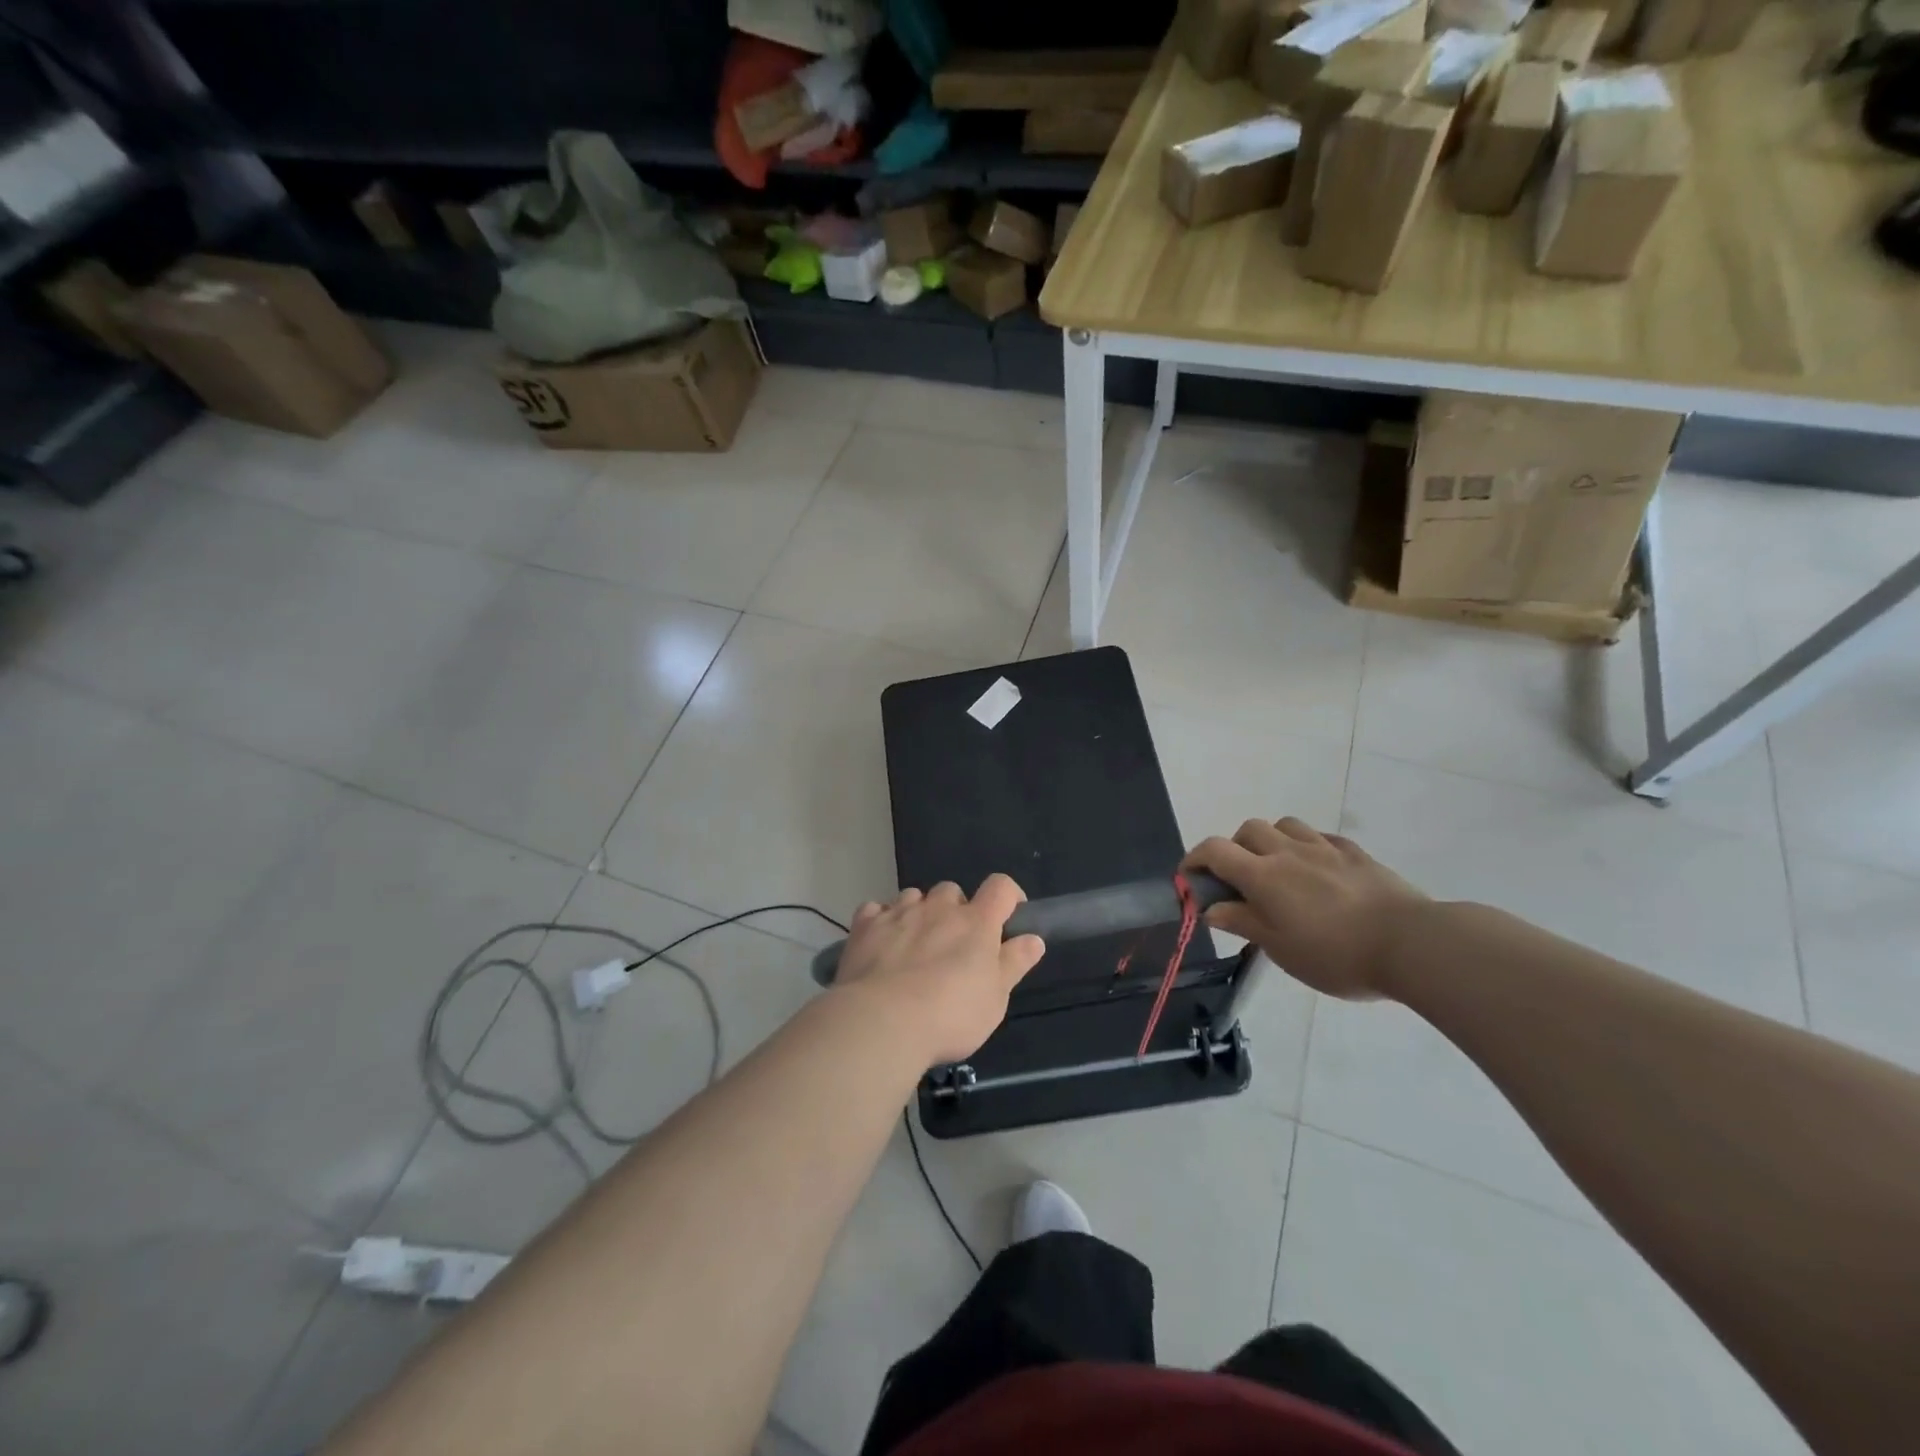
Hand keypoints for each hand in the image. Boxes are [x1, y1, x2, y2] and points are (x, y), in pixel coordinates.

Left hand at [833, 875, 1045, 1065]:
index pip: (1000, 887)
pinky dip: (881, 921)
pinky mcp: (865, 926)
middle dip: (956, 909)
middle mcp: (938, 908)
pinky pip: (875, 910)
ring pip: (913, 896)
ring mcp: (899, 913)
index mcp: (976, 922)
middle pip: (952, 891)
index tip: (1009, 914)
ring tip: (915, 944)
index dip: (1008, 895)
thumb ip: (1014, 963)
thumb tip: (1033, 939)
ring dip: (919, 912)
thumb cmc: (950, 1015)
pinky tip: (881, 943)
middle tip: (955, 943)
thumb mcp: (995, 999)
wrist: (882, 1022)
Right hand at [1182, 818, 1427, 999]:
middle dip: (1234, 848)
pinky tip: (1317, 871)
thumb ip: (1243, 923)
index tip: (1189, 879)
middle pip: (1248, 830)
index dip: (1195, 859)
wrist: (1411, 944)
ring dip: (1271, 840)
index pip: (1214, 851)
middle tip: (1239, 880)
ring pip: (1285, 825)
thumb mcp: (1280, 949)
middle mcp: (1288, 852)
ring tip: (1278, 869)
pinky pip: (1321, 837)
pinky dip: (1307, 847)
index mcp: (1263, 875)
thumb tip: (1211, 908)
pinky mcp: (1356, 853)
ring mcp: (1325, 848)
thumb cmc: (1335, 954)